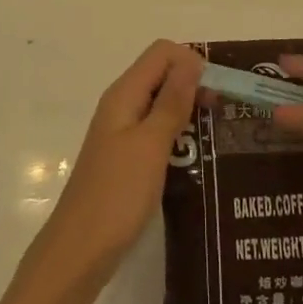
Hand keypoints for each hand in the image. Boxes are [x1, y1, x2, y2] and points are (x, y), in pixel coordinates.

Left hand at [35, 41, 201, 283]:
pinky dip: (177, 133)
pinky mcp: (126, 157)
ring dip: (187, 109)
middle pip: (161, 74)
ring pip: (160, 102)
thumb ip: (172, 101)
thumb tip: (192, 61)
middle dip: (193, 84)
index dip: (192, 62)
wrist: (80, 251)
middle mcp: (121, 105)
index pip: (161, 52)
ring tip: (216, 134)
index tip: (217, 91)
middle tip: (223, 113)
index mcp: (124, 94)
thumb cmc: (117, 195)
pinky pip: (156, 129)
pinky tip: (196, 155)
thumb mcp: (151, 145)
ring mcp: (122, 132)